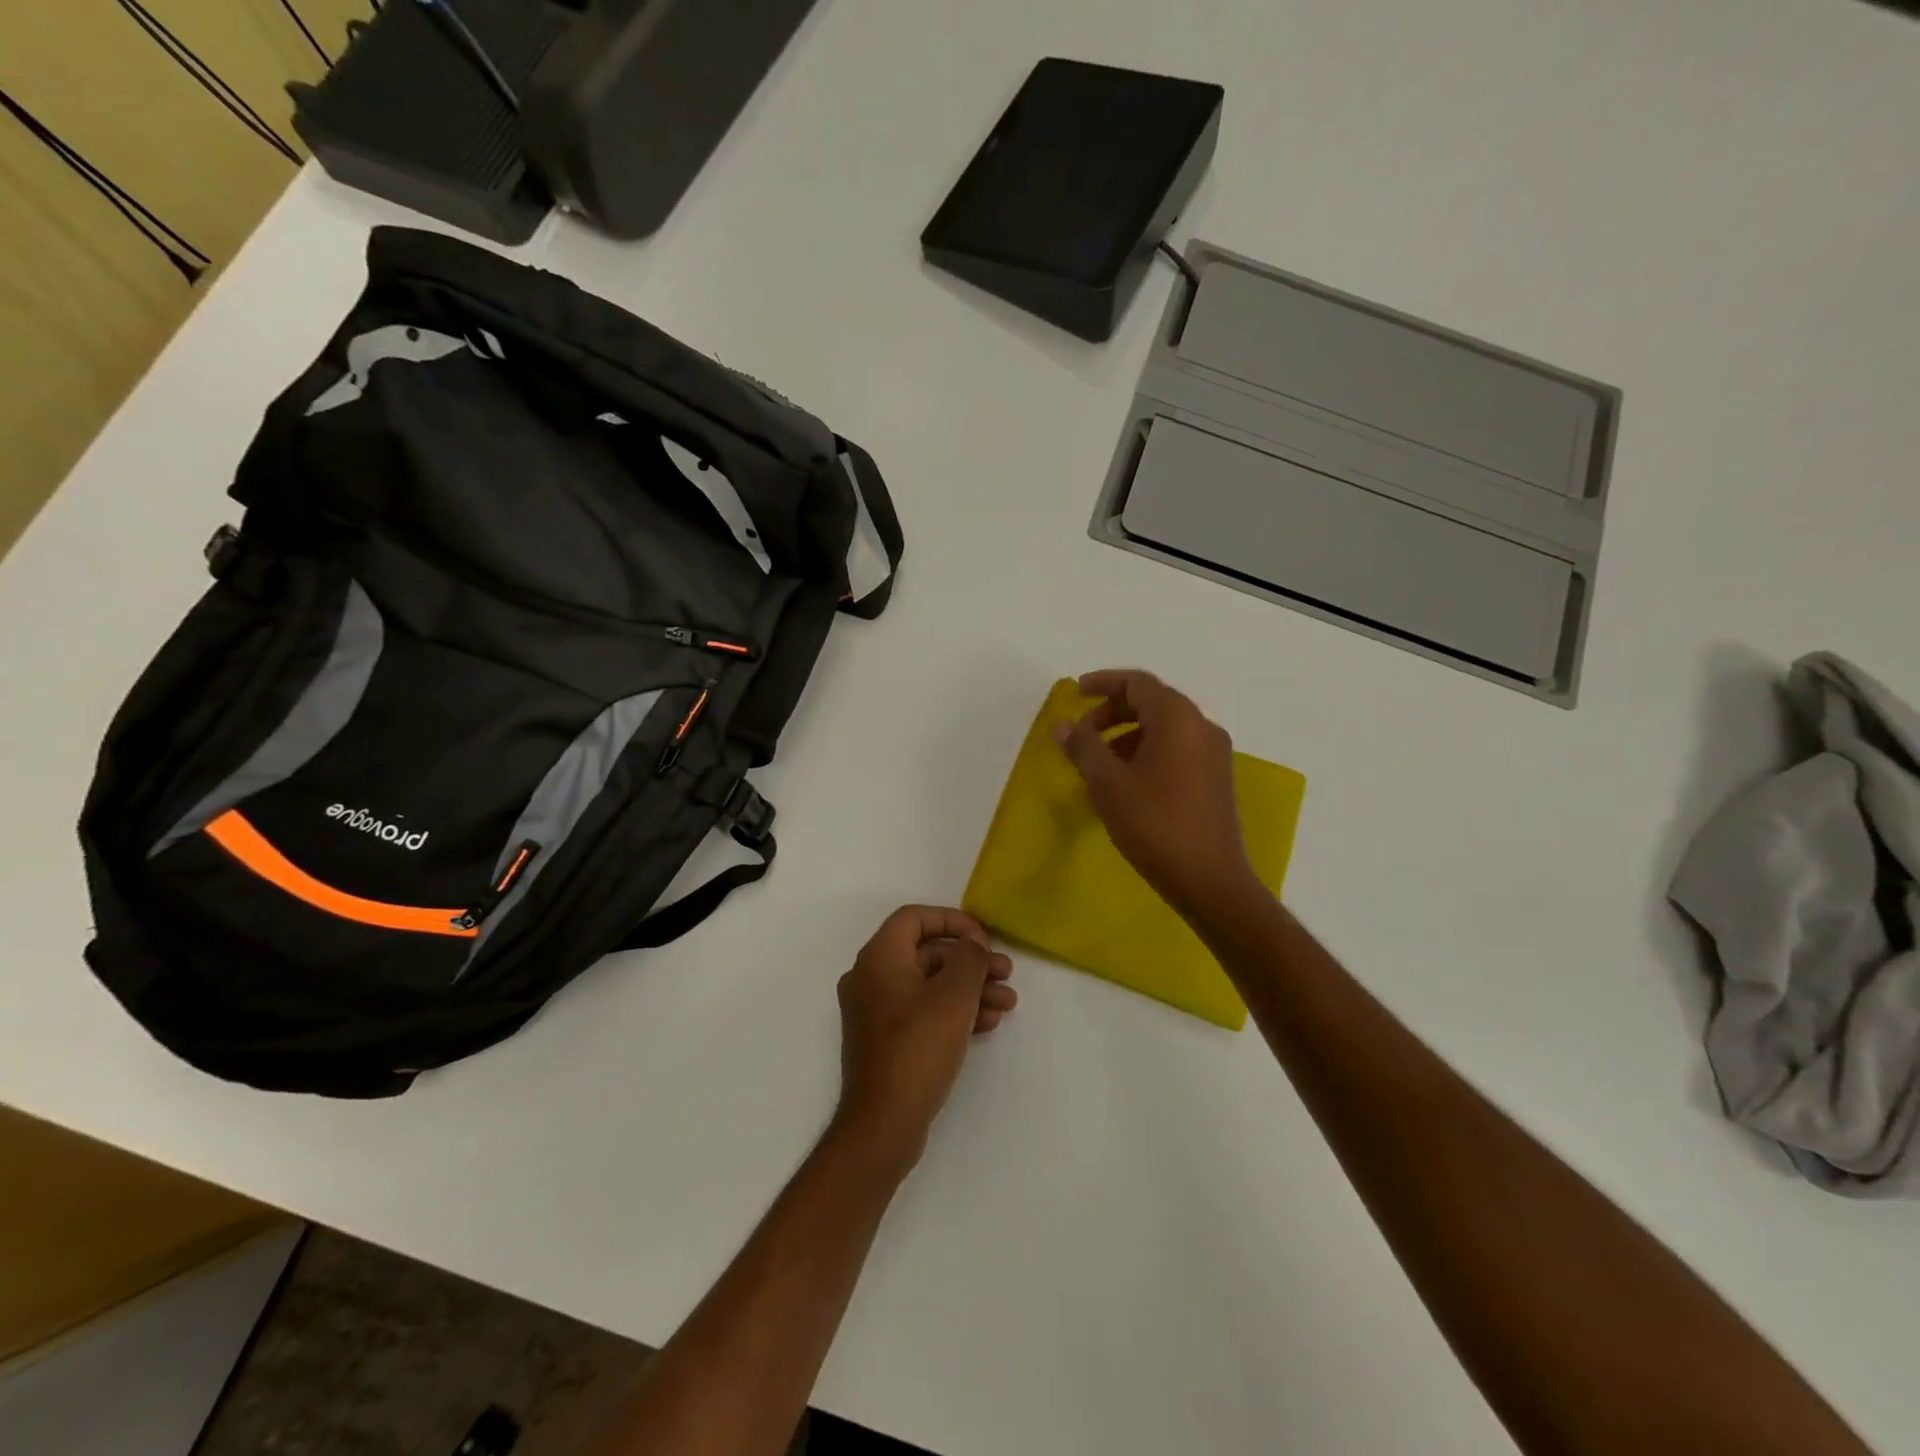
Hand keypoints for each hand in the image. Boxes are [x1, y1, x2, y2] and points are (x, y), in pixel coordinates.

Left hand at [833, 906, 1016, 1170]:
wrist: (883, 1123)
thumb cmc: (918, 1047)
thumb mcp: (954, 995)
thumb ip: (969, 958)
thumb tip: (972, 944)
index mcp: (878, 957)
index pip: (915, 918)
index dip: (952, 920)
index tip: (984, 937)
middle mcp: (871, 977)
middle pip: (926, 953)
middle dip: (970, 961)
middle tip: (1006, 973)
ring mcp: (875, 1011)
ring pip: (929, 985)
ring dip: (969, 989)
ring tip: (1007, 1003)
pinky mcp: (885, 1040)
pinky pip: (922, 1011)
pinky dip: (953, 1011)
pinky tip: (987, 1023)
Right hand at [1053, 669, 1258, 919]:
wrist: (1209, 879)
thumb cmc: (1154, 823)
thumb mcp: (1107, 783)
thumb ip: (1083, 747)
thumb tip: (1063, 724)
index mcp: (1177, 718)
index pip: (1137, 683)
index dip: (1103, 683)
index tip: (1075, 692)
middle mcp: (1201, 726)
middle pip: (1152, 702)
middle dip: (1112, 712)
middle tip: (1082, 733)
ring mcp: (1213, 754)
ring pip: (1165, 728)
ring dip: (1128, 734)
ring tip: (1099, 763)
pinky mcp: (1216, 779)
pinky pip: (1177, 749)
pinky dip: (1147, 752)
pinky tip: (1126, 782)